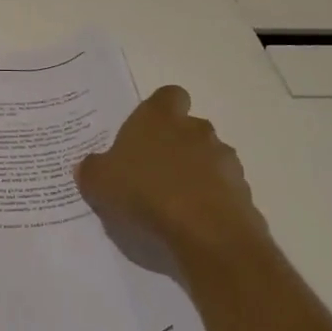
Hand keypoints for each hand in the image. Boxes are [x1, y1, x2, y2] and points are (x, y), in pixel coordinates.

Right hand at [77, 85, 260, 257]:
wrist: (207, 234)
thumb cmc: (146, 193)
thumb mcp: (99, 182)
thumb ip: (92, 170)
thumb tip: (88, 166)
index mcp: (160, 117)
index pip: (168, 96)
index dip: (160, 111)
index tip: (146, 133)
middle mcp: (196, 129)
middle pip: (189, 128)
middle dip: (176, 146)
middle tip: (153, 174)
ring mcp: (224, 160)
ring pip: (209, 158)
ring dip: (196, 174)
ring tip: (174, 204)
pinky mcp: (243, 192)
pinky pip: (223, 190)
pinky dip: (211, 201)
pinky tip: (194, 224)